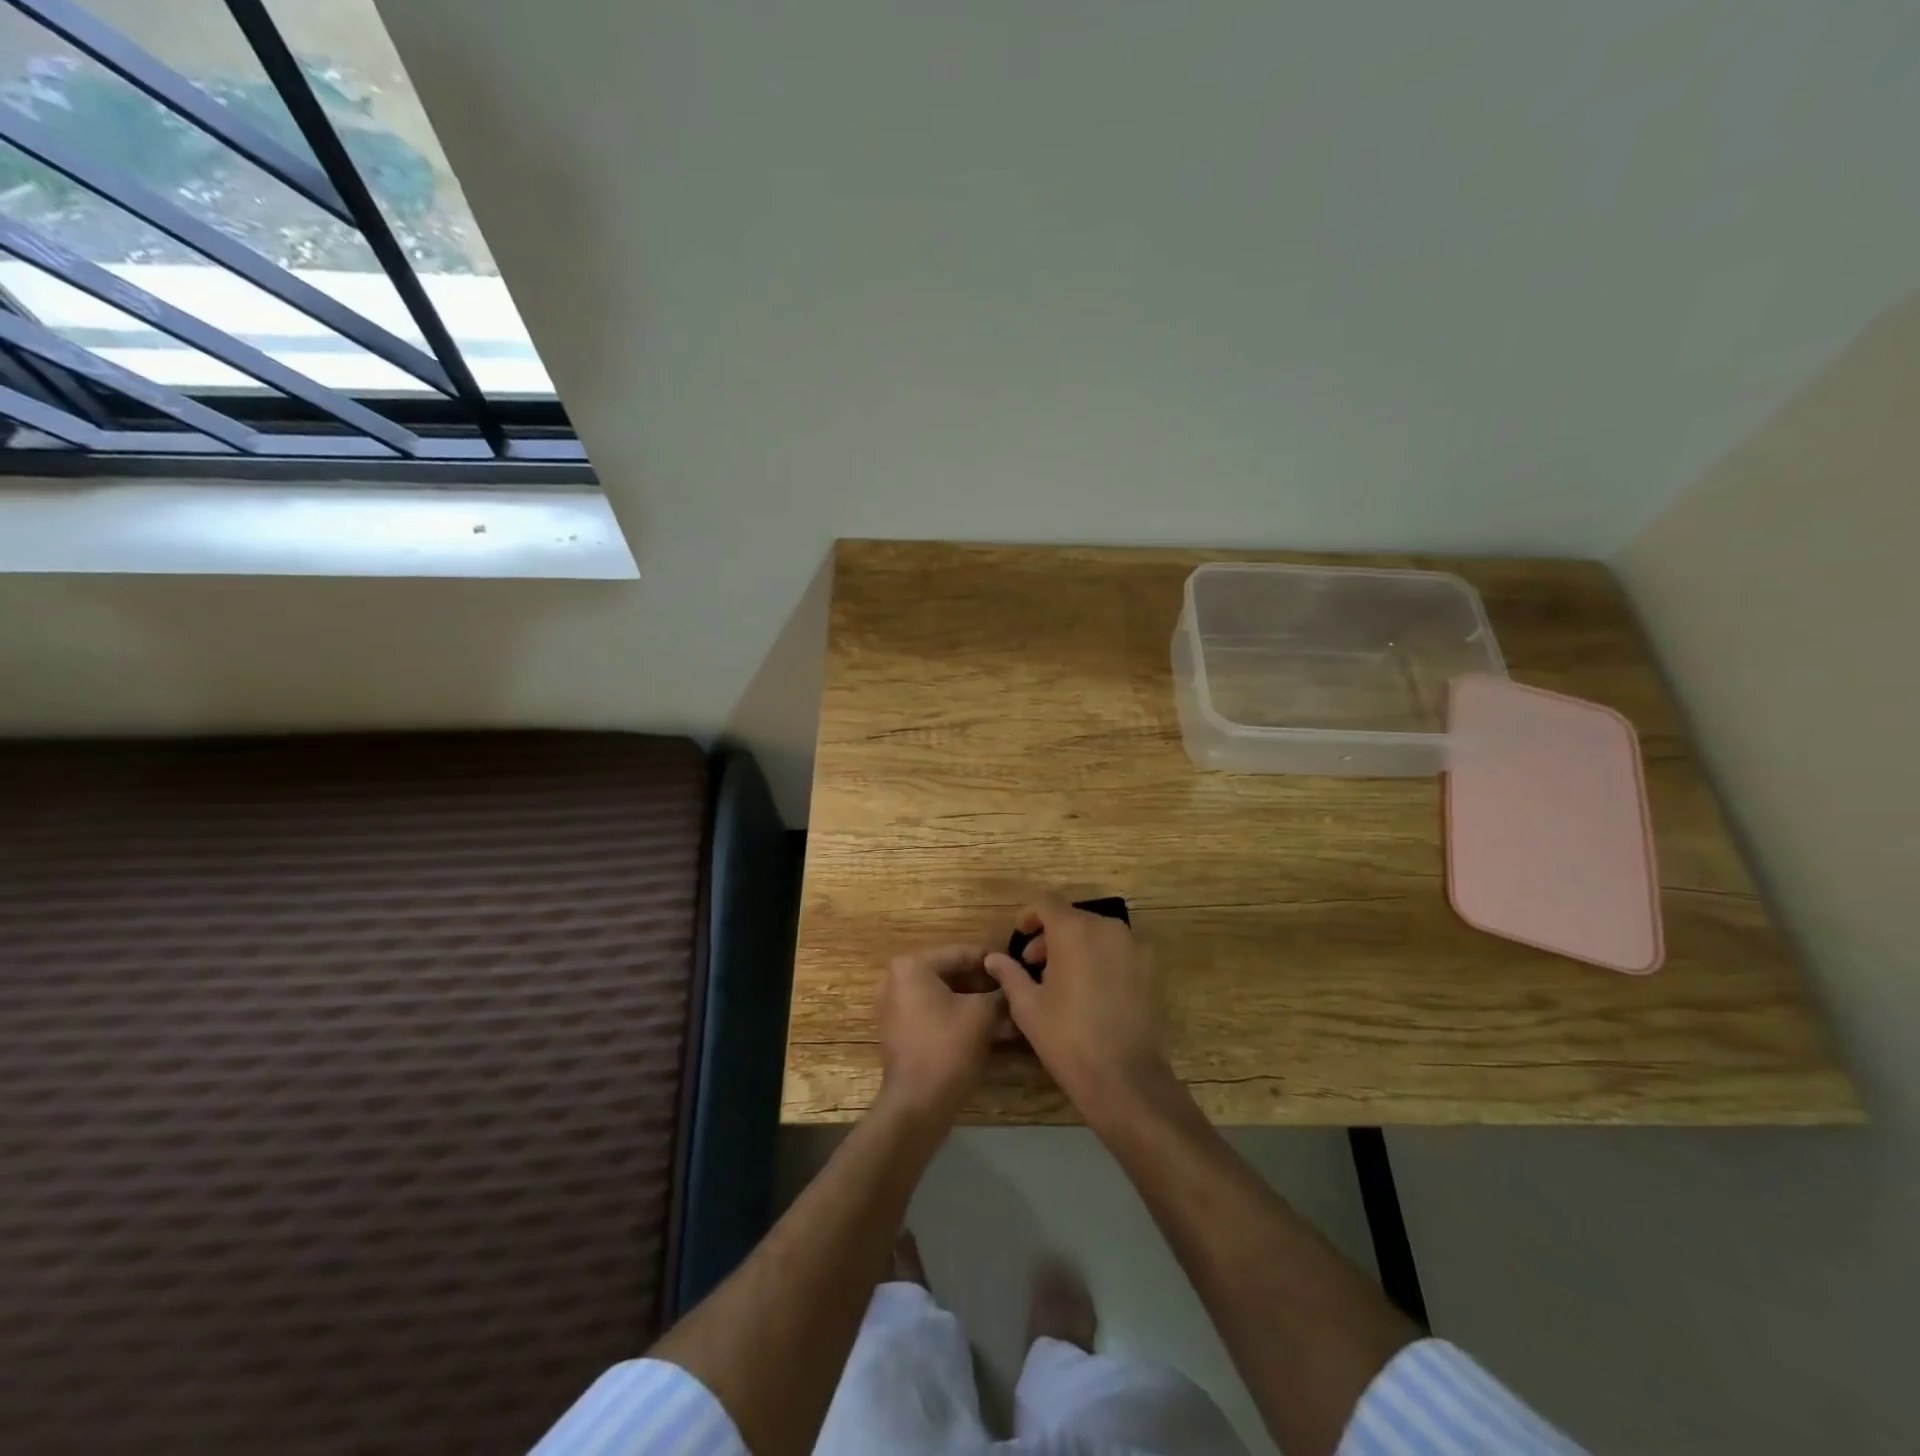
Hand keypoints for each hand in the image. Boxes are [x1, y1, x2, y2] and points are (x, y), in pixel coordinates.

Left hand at [877, 945, 1008, 1118]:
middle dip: (986, 986)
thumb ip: (999, 991)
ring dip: (978, 1004)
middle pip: (953, 975)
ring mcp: (897, 1007)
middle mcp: (898, 980)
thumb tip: (1012, 982)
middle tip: (1017, 991)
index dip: (994, 961)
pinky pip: (937, 1015)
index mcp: (912, 966)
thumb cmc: (948, 1048)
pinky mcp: (903, 1032)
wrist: (917, 1105)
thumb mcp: (982, 1014)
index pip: (961, 953)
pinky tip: (996, 1030)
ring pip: (947, 997)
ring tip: (1012, 1012)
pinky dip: (963, 1019)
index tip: (1019, 966)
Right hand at [983, 898, 1173, 1122]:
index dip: (1030, 917)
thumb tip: (993, 958)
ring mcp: (1133, 947)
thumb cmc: (1067, 1038)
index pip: (1047, 903)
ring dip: (1075, 946)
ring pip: (1097, 933)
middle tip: (1033, 965)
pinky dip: (1099, 958)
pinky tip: (1089, 991)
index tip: (1019, 938)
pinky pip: (1117, 951)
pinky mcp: (1150, 969)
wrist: (1126, 1078)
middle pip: (1073, 918)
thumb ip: (1009, 974)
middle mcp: (1107, 928)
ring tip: (1060, 980)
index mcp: (1074, 931)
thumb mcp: (1027, 1007)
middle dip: (1050, 936)